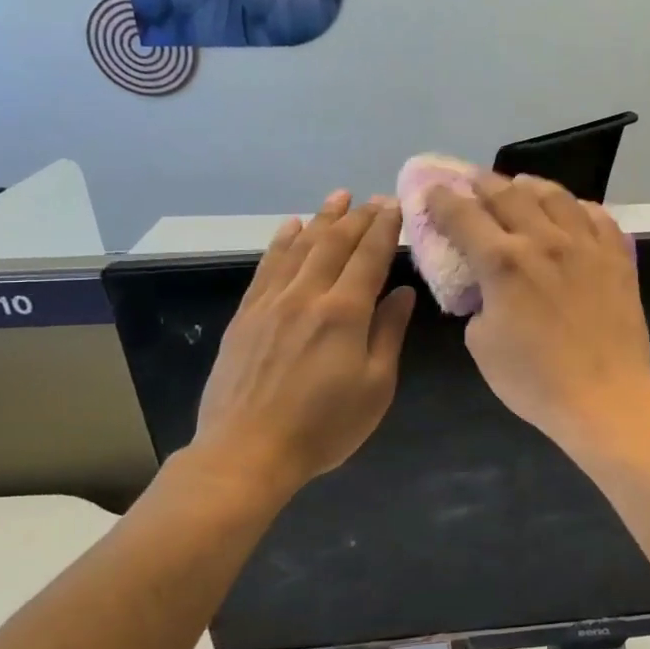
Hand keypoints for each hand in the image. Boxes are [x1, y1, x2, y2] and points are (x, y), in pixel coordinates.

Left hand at [187, 191, 415, 502]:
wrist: (247, 452)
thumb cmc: (324, 426)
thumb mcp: (376, 386)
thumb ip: (389, 333)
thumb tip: (403, 293)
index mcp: (344, 313)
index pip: (369, 256)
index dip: (384, 227)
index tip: (396, 205)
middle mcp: (306, 296)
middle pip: (334, 243)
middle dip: (359, 217)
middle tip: (376, 198)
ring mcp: (271, 303)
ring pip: (300, 247)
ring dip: (322, 218)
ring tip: (339, 197)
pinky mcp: (246, 315)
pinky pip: (267, 266)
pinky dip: (282, 241)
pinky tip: (291, 227)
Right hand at [423, 173, 649, 450]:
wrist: (605, 396)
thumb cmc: (535, 380)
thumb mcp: (482, 344)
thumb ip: (479, 303)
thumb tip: (489, 290)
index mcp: (503, 262)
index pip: (463, 216)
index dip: (442, 200)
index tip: (433, 192)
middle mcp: (544, 240)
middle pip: (508, 194)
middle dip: (483, 182)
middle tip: (472, 180)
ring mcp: (586, 245)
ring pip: (556, 196)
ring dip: (530, 185)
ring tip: (521, 185)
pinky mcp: (617, 257)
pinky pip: (598, 217)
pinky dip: (579, 207)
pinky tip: (573, 211)